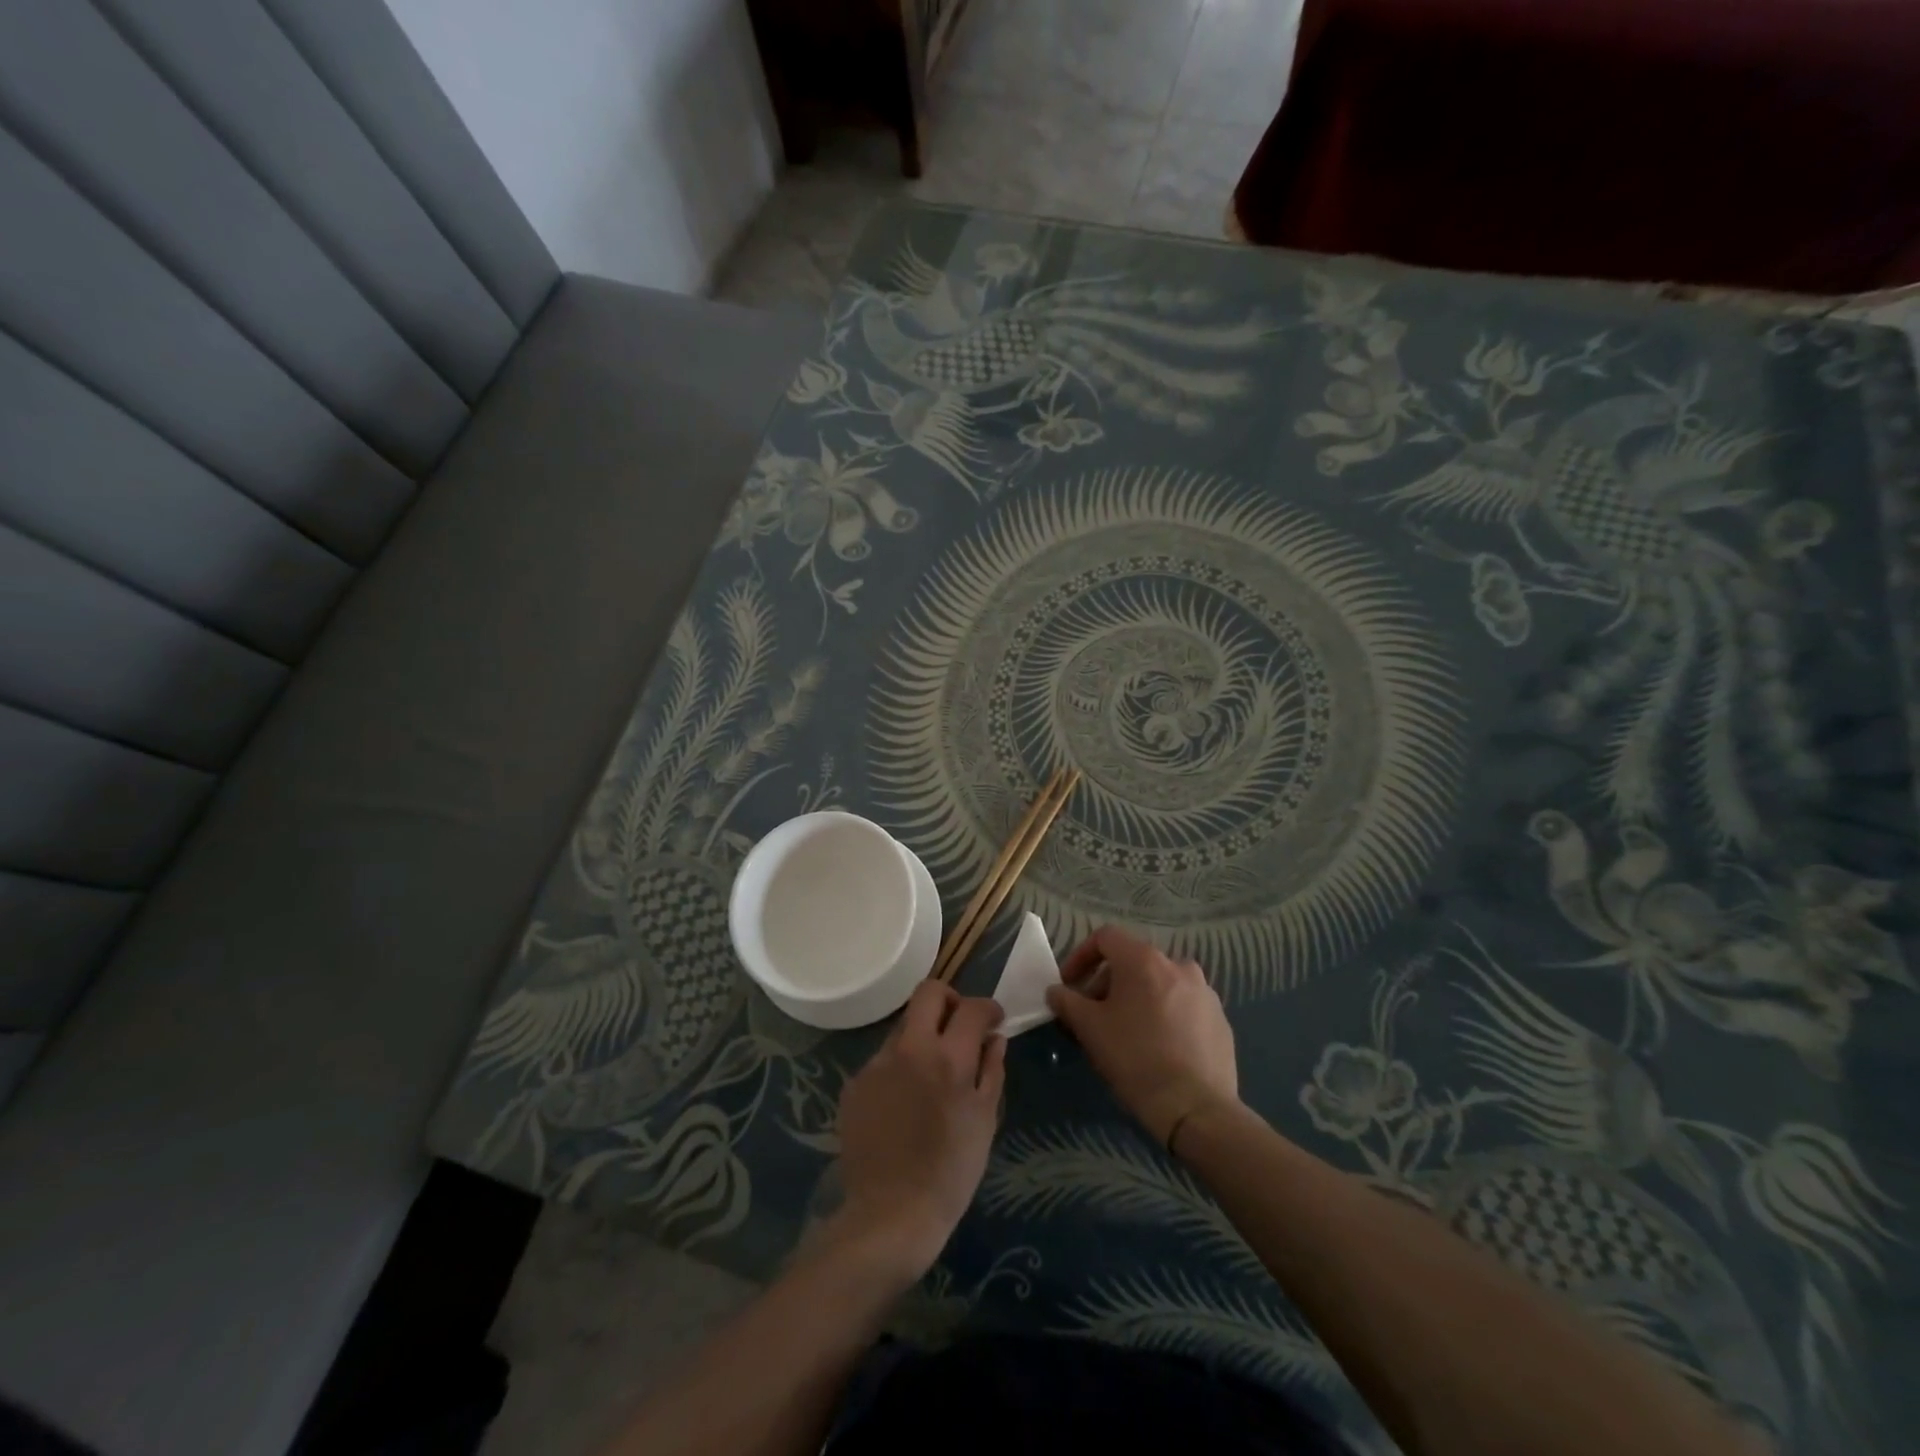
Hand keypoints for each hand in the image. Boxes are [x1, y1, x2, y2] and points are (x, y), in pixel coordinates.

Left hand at [833, 981, 1005, 1278]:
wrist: (890, 1215)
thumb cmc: (950, 1173)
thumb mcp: (984, 1121)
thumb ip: (992, 1070)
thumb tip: (995, 1038)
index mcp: (948, 1058)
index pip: (972, 1008)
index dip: (988, 1008)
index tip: (993, 1021)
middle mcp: (909, 1049)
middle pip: (928, 992)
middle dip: (950, 999)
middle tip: (959, 1026)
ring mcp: (877, 1064)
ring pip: (903, 1027)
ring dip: (922, 1037)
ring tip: (930, 1074)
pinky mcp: (855, 1083)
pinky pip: (883, 1059)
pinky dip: (899, 1067)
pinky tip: (904, 1102)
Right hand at [1047, 925, 1238, 1147]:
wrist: (1196, 1109)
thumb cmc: (1135, 1059)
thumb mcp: (1089, 1029)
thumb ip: (1067, 1001)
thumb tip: (1056, 991)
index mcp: (1145, 960)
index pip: (1105, 938)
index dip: (1081, 956)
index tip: (1069, 985)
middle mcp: (1178, 965)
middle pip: (1133, 961)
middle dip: (1107, 983)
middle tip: (1093, 1015)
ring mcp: (1204, 992)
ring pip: (1159, 983)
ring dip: (1137, 998)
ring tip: (1125, 1032)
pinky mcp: (1220, 1019)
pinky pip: (1183, 1006)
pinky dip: (1164, 1015)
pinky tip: (1157, 1047)